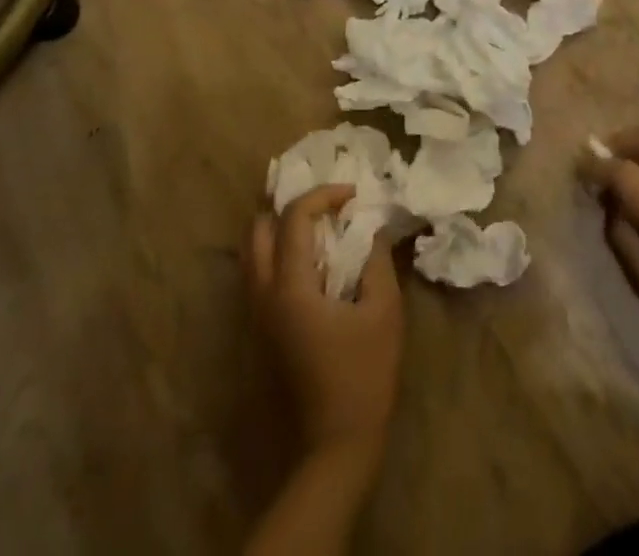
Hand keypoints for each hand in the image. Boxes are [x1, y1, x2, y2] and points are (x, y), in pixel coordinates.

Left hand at [248, 185, 403, 459]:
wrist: (337, 444)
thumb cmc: (364, 374)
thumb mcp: (383, 310)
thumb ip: (377, 259)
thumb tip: (372, 228)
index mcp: (291, 287)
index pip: (294, 218)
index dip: (323, 195)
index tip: (354, 195)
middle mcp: (264, 296)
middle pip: (259, 230)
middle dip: (292, 208)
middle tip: (328, 208)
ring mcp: (259, 316)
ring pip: (254, 253)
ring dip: (283, 230)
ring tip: (321, 228)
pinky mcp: (264, 331)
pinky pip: (260, 275)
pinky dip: (280, 254)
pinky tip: (314, 261)